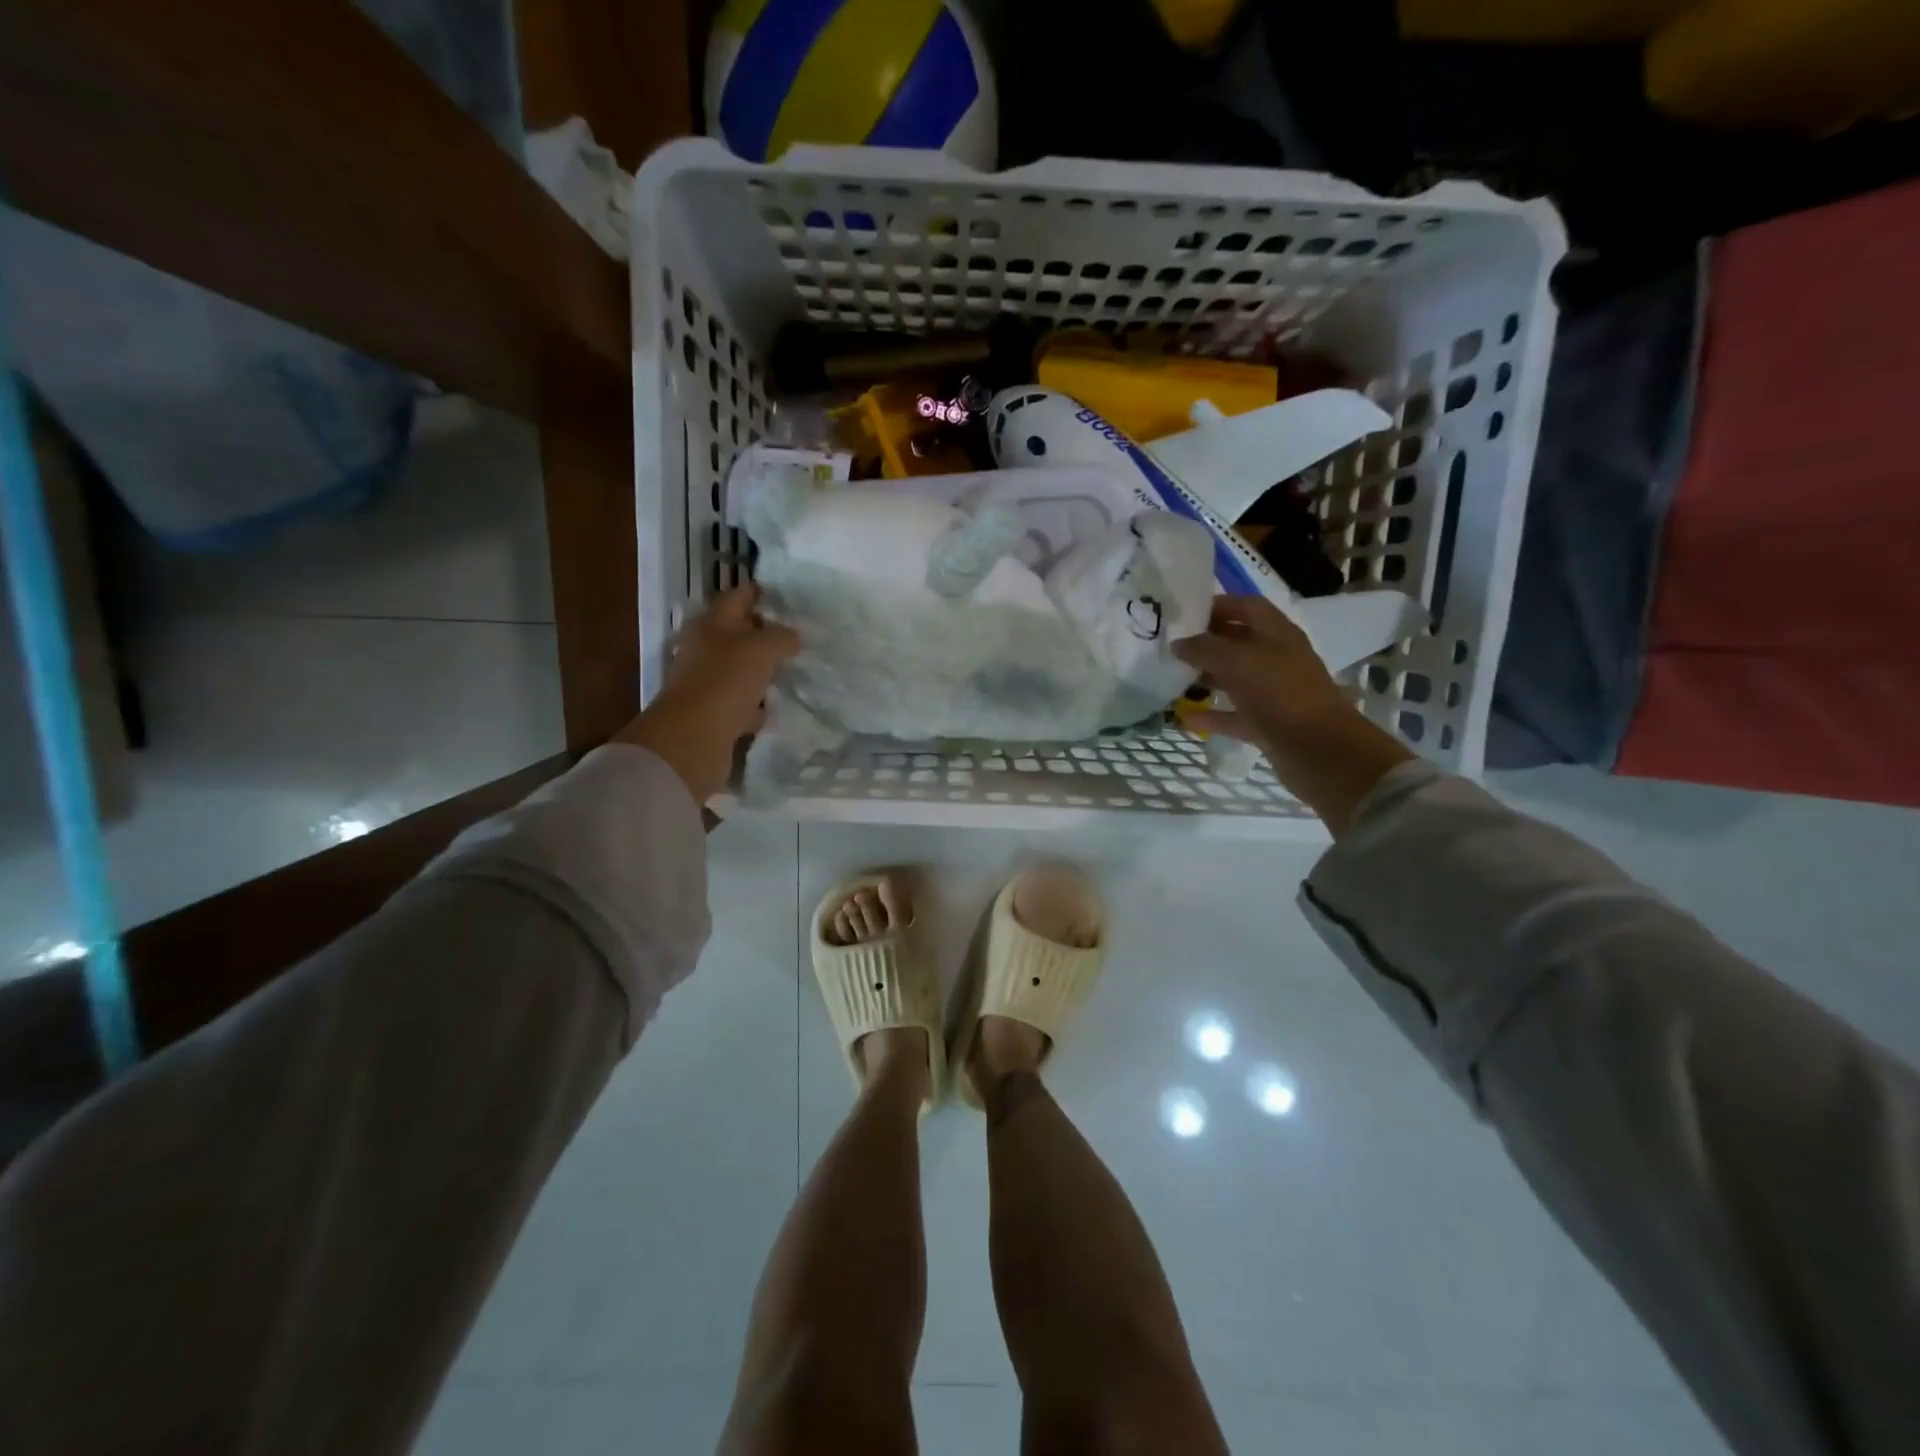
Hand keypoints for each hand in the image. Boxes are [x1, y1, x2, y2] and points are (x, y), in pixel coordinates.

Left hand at [615, 586, 800, 804]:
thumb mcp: (761, 648)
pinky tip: (779, 706)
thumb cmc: (725, 681)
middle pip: (740, 633)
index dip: (764, 593)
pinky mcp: (715, 713)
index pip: (739, 596)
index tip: (793, 597)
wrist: (693, 739)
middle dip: (768, 633)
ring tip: (797, 670)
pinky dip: (759, 705)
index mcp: (712, 624)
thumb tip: (793, 637)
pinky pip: (743, 703)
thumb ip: (781, 637)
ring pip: (743, 669)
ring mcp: (709, 682)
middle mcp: (706, 649)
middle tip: (802, 636)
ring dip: (765, 670)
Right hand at [1174, 595, 1412, 834]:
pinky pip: (1235, 714)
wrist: (1319, 751)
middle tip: (1172, 647)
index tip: (1183, 614)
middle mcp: (1277, 658)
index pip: (1246, 607)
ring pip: (1236, 678)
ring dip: (1208, 677)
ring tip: (1174, 678)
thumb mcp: (1238, 662)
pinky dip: (1213, 715)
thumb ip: (1205, 648)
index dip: (1218, 605)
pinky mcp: (1269, 724)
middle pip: (1238, 642)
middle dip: (1207, 642)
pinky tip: (1186, 718)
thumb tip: (1178, 642)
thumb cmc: (1280, 695)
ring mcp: (1274, 693)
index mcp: (1277, 634)